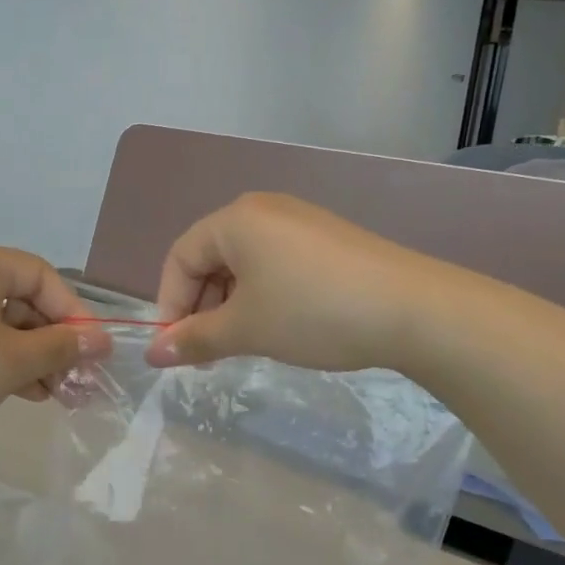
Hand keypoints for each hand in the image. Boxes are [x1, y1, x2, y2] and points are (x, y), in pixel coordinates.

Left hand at [0, 244, 111, 459]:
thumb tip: (99, 340)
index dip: (74, 312)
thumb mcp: (12, 361)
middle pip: (20, 299)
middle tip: (78, 380)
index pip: (41, 275)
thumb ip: (60, 347)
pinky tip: (22, 393)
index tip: (95, 352)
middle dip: (53, 341)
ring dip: (31, 357)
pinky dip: (0, 362)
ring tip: (55, 395)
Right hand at [147, 193, 430, 372]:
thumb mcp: (246, 329)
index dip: (169, 304)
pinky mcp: (327, 239)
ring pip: (244, 264)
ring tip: (243, 343)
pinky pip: (276, 263)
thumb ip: (194, 339)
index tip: (177, 348)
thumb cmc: (312, 312)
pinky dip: (263, 295)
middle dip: (202, 306)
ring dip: (232, 305)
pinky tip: (279, 326)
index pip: (180, 258)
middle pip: (211, 258)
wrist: (413, 309)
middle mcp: (263, 210)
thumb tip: (152, 355)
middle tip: (209, 351)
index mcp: (235, 220)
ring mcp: (299, 221)